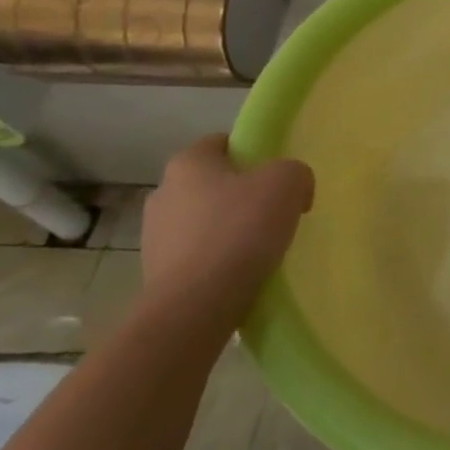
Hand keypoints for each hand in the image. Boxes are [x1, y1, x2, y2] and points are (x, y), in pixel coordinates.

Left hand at [139, 135, 313, 326]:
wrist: (196, 306)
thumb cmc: (240, 230)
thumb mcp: (288, 182)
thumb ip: (295, 172)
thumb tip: (293, 189)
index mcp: (188, 163)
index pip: (221, 143)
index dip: (252, 153)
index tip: (276, 175)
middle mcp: (163, 193)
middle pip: (212, 183)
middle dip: (240, 193)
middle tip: (274, 210)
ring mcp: (154, 236)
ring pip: (203, 221)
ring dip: (228, 229)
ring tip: (260, 247)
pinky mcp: (156, 274)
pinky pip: (197, 255)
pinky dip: (217, 259)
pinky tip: (241, 272)